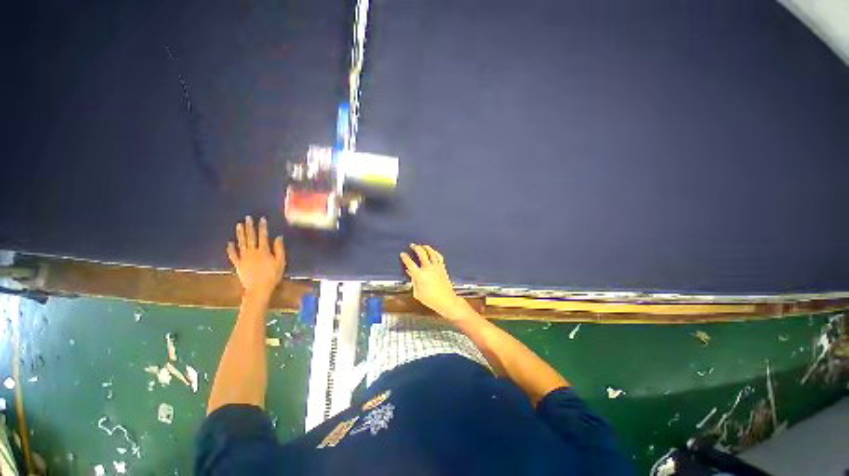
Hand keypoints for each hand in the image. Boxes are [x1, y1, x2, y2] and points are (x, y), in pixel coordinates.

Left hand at [227, 216, 285, 295]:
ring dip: (240, 234)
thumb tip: (278, 237)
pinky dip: (230, 249)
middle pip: (251, 237)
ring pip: (241, 243)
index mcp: (264, 251)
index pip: (263, 236)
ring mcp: (244, 258)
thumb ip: (279, 249)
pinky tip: (229, 243)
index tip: (262, 219)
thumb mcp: (281, 262)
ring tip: (239, 225)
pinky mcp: (238, 264)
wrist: (259, 288)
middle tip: (247, 218)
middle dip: (250, 227)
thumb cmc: (272, 275)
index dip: (263, 227)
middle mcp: (252, 252)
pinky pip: (233, 255)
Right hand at [400, 244, 464, 316]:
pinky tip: (432, 251)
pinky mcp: (442, 267)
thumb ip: (413, 281)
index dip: (405, 257)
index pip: (410, 263)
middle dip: (416, 248)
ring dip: (426, 247)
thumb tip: (410, 272)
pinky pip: (439, 256)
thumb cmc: (431, 300)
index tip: (403, 254)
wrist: (446, 301)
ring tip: (422, 246)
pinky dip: (435, 252)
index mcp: (420, 276)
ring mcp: (436, 267)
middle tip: (412, 245)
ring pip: (431, 252)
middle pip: (421, 253)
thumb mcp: (417, 293)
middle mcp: (428, 269)